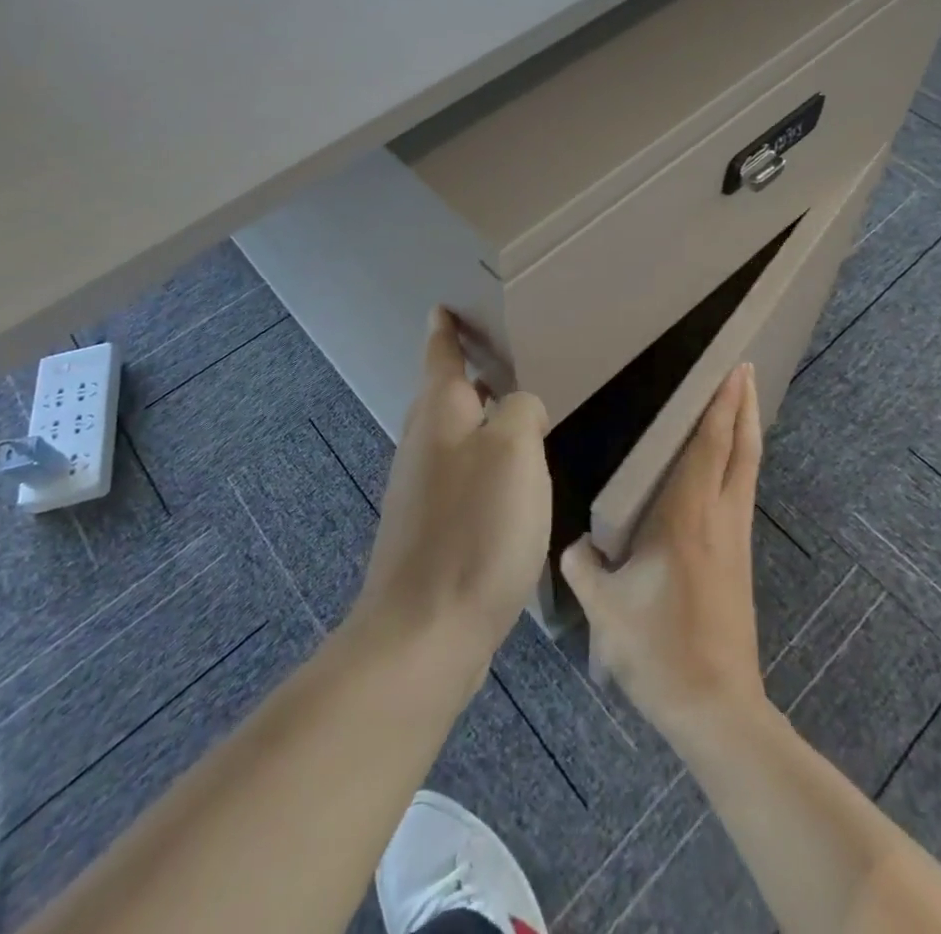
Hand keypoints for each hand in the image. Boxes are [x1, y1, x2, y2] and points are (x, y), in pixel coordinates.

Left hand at [351, 309, 551, 678]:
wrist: (424, 633)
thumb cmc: (475, 529)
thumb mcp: (514, 451)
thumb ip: (521, 411)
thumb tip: (519, 409)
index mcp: (439, 415)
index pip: (440, 356)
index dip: (445, 330)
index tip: (443, 307)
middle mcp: (422, 445)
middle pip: (441, 395)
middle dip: (462, 373)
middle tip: (493, 355)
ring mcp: (420, 491)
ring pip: (449, 436)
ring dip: (474, 417)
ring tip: (508, 410)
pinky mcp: (429, 531)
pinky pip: (457, 474)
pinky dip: (478, 459)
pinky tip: (504, 478)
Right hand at [561, 362, 765, 744]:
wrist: (717, 708)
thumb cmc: (659, 649)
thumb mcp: (605, 609)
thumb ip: (583, 568)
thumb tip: (574, 546)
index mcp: (686, 517)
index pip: (709, 446)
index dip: (721, 405)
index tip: (734, 370)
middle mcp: (719, 518)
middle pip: (742, 449)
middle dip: (745, 406)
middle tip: (746, 371)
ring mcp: (736, 540)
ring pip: (748, 470)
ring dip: (747, 432)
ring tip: (742, 405)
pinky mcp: (740, 560)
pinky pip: (742, 493)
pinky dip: (740, 463)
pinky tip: (728, 467)